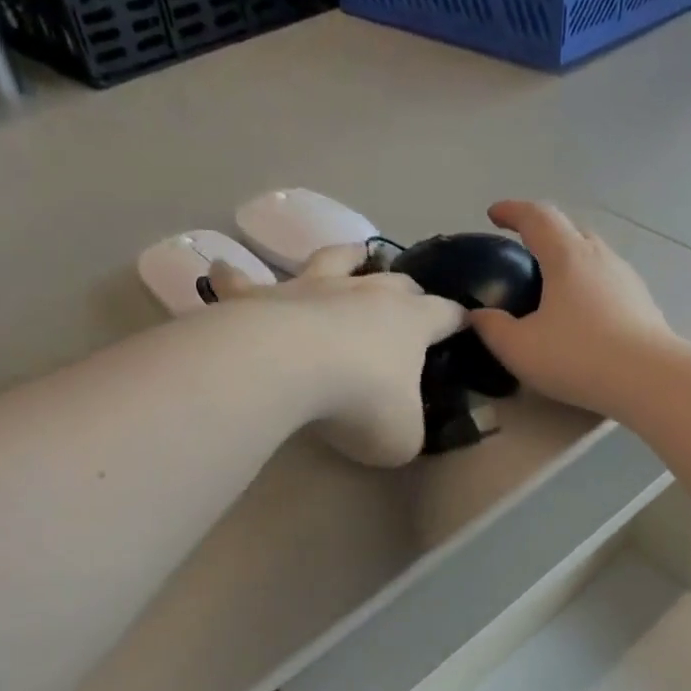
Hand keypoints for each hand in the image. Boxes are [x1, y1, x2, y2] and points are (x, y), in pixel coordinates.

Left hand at [210, 242, 463, 466]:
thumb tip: (403, 427)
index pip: (446, 315)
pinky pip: (247, 282)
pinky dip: (238, 278)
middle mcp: (366, 293)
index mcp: (410, 323)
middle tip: (411, 300)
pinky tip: (224, 271)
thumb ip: (410, 429)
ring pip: (335, 259)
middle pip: (397, 281)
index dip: (459, 321)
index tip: (466, 325)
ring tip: (352, 253)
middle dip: (409, 290)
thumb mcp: (402, 437)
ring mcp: (313, 288)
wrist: (289, 368)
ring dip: (346, 256)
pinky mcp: (264, 296)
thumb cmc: (359, 402)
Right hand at [468, 201, 674, 415]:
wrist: (649, 379)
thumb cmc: (578, 357)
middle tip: (522, 252)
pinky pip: (607, 281)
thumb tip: (478, 315)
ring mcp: (626, 278)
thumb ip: (492, 328)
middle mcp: (599, 256)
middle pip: (569, 230)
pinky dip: (587, 285)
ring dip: (568, 260)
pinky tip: (581, 314)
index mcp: (566, 256)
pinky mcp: (642, 303)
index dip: (512, 211)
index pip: (536, 217)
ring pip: (592, 255)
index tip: (494, 214)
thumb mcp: (519, 348)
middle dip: (543, 233)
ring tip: (551, 286)